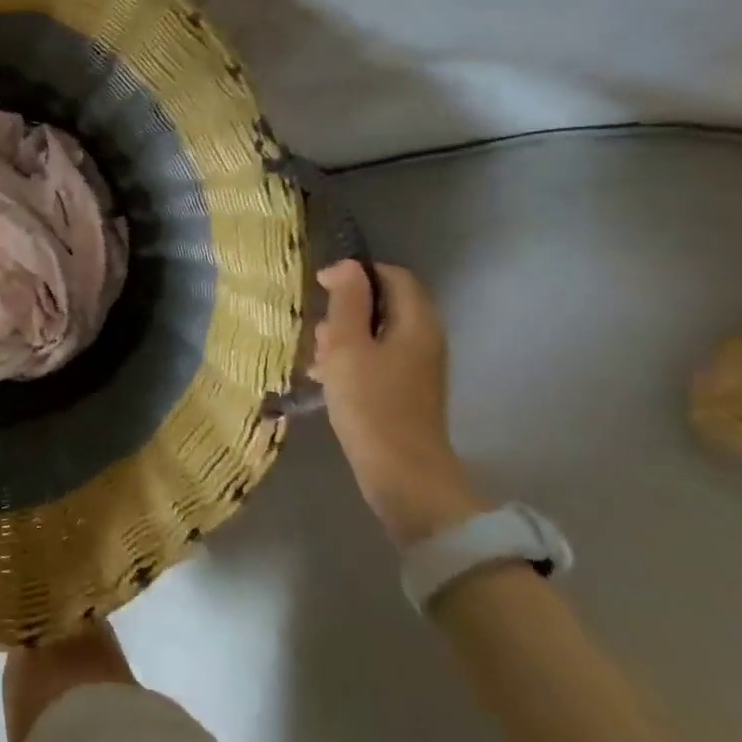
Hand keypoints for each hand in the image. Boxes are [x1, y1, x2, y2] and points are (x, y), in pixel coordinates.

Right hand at [313, 260, 482, 545]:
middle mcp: (423, 339)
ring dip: (342, 340)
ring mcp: (417, 367)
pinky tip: (326, 381)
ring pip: (374, 334)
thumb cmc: (371, 403)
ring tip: (318, 362)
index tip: (321, 288)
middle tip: (319, 335)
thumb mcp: (348, 346)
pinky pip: (375, 360)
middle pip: (382, 305)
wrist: (402, 474)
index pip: (392, 275)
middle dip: (344, 312)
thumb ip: (347, 302)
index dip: (356, 274)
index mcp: (416, 322)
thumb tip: (347, 266)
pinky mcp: (405, 391)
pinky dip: (351, 362)